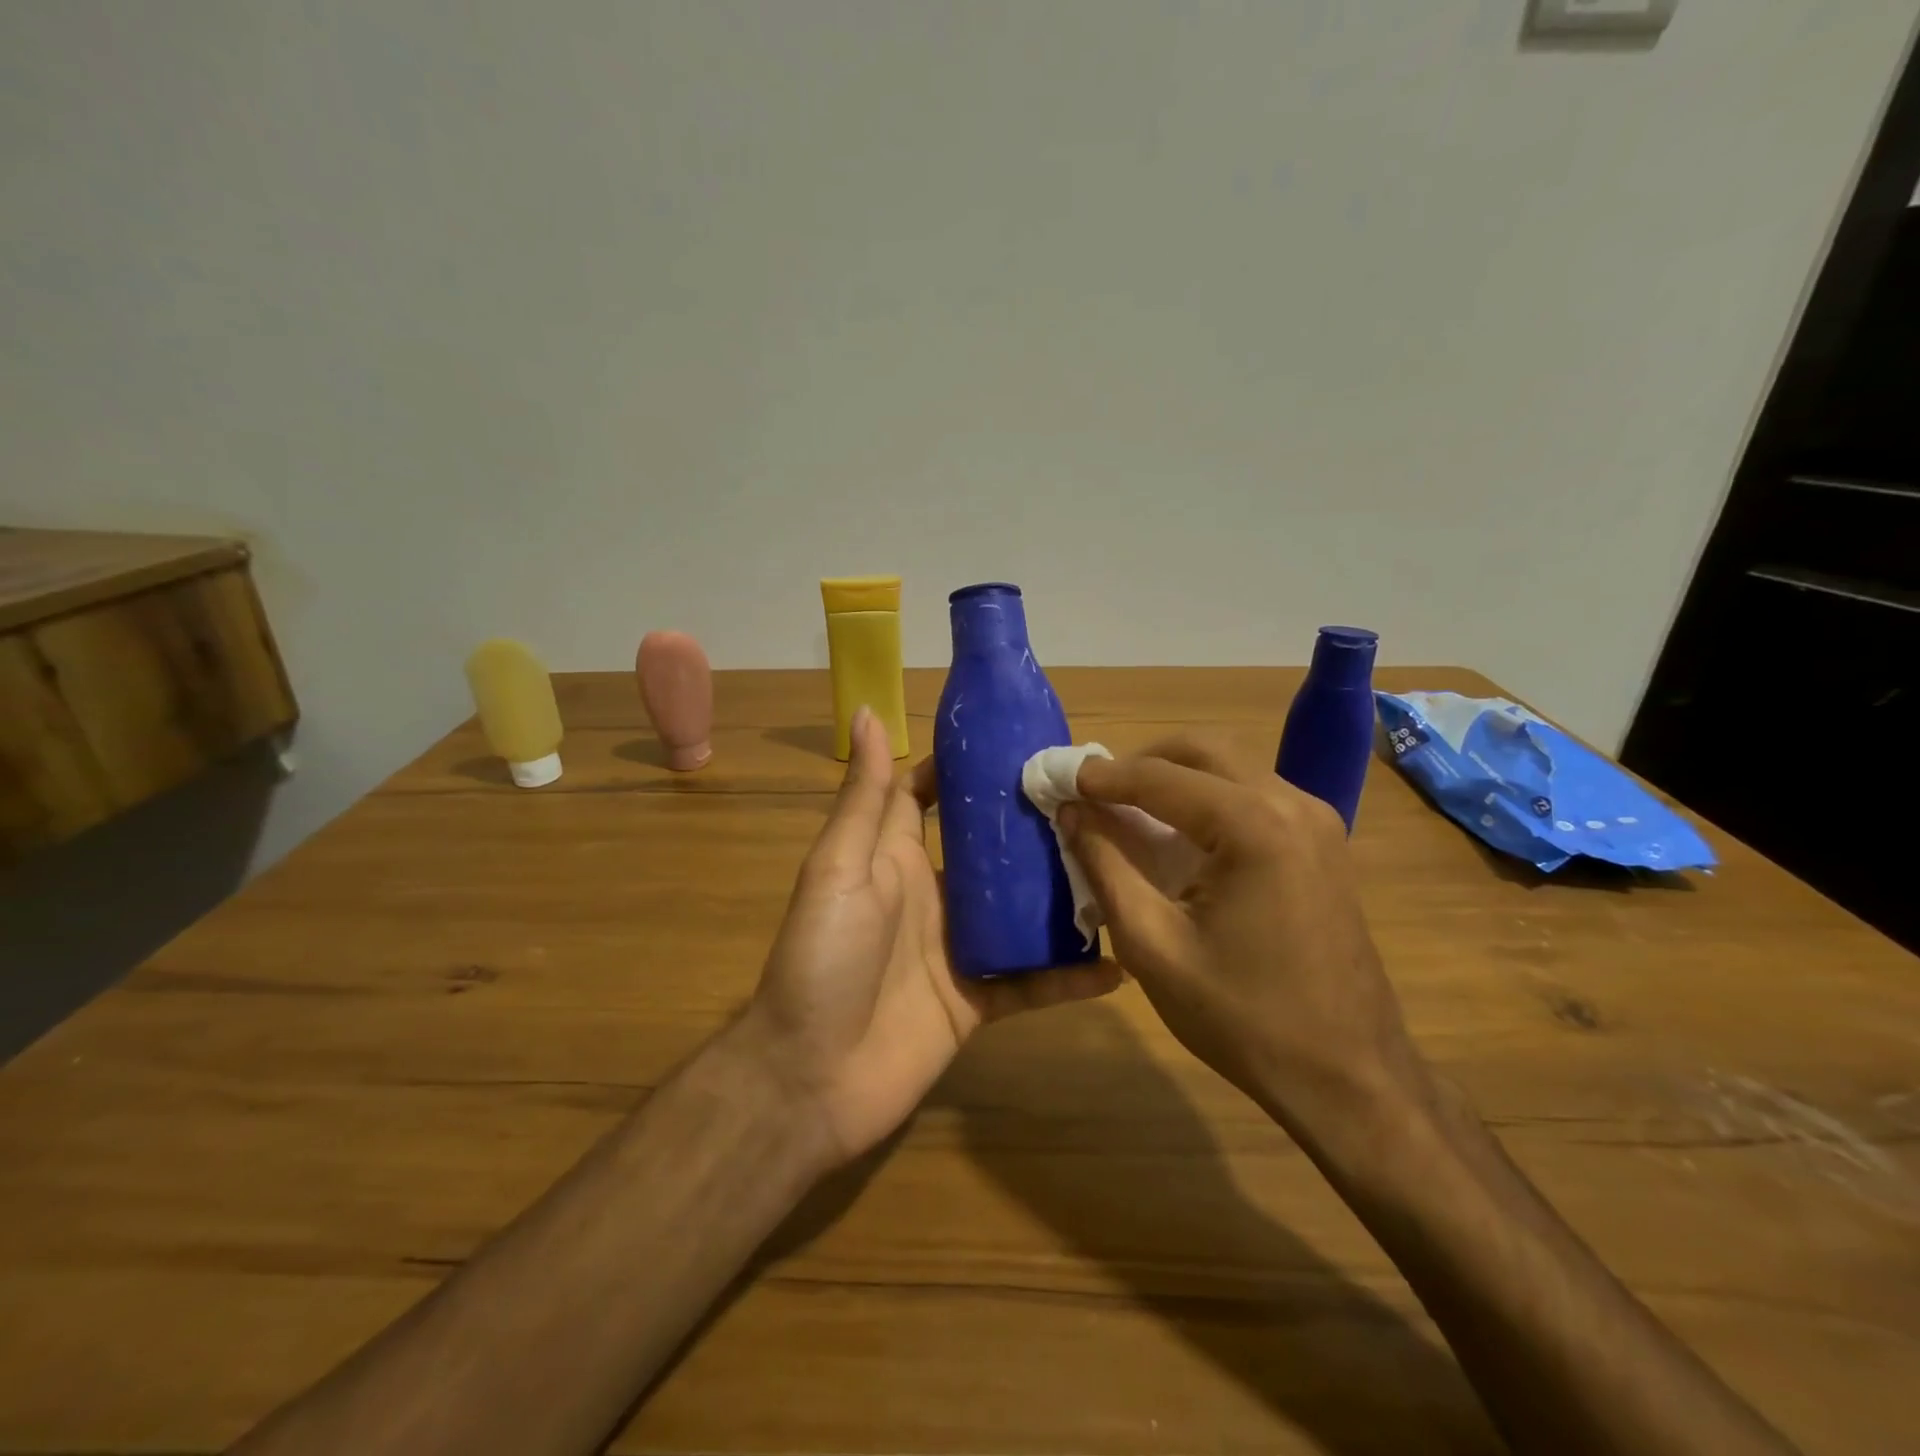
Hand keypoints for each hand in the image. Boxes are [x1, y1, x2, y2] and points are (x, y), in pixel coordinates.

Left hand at [742, 708, 1120, 1164]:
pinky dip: (1072, 977)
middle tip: (1095, 798)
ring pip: (1021, 911)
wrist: (810, 1080)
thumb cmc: (821, 959)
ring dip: (1063, 893)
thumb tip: (867, 711)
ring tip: (1122, 867)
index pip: (931, 794)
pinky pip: (1033, 983)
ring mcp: (959, 948)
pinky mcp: (979, 1001)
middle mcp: (932, 894)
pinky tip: (1121, 966)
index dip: (965, 767)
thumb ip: (864, 798)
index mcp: (894, 855)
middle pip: (989, 849)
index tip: (1018, 739)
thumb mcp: (839, 868)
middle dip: (1032, 823)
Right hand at [1059, 736, 1426, 1141]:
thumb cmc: (1243, 1018)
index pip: (1160, 776)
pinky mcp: (1323, 842)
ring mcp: (1316, 820)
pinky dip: (1207, 798)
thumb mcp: (1152, 945)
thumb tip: (1071, 812)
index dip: (1102, 776)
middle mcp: (1292, 803)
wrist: (1349, 1077)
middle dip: (1141, 763)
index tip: (1058, 779)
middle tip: (1094, 792)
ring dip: (1175, 777)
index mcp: (1254, 825)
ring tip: (1127, 811)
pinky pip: (1253, 795)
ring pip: (1230, 767)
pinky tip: (1179, 835)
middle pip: (1201, 751)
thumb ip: (1105, 866)